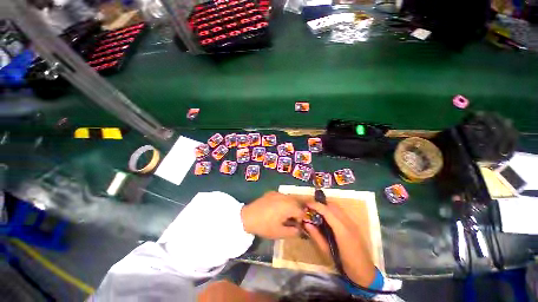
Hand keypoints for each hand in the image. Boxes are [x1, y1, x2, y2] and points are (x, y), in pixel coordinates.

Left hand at [241, 191, 303, 238]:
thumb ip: (293, 232)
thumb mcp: (280, 233)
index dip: (300, 219)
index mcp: (288, 206)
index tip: (294, 225)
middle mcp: (285, 197)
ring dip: (290, 206)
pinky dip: (283, 202)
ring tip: (284, 214)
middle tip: (290, 219)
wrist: (247, 217)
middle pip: (297, 203)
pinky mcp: (271, 192)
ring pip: (289, 198)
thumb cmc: (264, 226)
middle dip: (296, 211)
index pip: (301, 211)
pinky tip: (276, 209)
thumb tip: (298, 229)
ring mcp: (277, 193)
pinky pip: (281, 196)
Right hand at [304, 202, 374, 286]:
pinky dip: (331, 211)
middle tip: (310, 209)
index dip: (315, 205)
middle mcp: (348, 222)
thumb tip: (306, 223)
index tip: (306, 204)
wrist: (365, 273)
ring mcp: (352, 223)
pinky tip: (327, 219)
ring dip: (326, 206)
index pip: (326, 211)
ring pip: (337, 207)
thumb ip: (316, 236)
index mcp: (341, 230)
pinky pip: (340, 212)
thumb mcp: (327, 252)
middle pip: (332, 206)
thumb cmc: (345, 265)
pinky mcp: (354, 225)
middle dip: (320, 204)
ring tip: (317, 213)